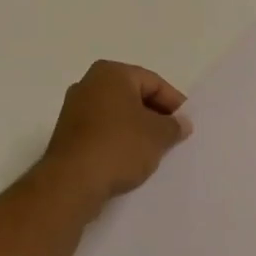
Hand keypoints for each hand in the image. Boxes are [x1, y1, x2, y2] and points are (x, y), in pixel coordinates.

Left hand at [42, 60, 191, 210]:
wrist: (72, 182)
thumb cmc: (119, 146)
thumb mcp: (158, 135)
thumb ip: (174, 125)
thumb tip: (181, 123)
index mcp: (111, 73)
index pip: (153, 82)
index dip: (175, 103)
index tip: (187, 124)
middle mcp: (88, 84)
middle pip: (133, 96)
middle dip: (155, 116)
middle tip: (174, 137)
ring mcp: (74, 110)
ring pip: (117, 115)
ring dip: (137, 130)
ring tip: (155, 151)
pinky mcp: (68, 135)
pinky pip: (102, 132)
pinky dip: (119, 141)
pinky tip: (131, 160)